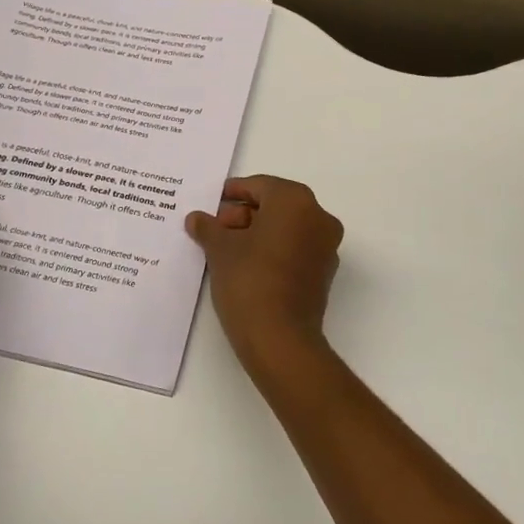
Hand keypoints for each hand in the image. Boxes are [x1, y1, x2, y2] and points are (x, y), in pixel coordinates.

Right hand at [186, 176, 343, 367]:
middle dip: (243, 214)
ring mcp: (326, 247)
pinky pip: (295, 249)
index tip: (212, 202)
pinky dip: (273, 250)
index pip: (260, 186)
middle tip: (215, 229)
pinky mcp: (324, 273)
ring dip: (257, 233)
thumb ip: (208, 227)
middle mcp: (318, 217)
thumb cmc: (249, 280)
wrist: (279, 338)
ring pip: (286, 228)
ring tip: (225, 249)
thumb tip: (197, 219)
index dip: (233, 193)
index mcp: (295, 201)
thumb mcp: (220, 249)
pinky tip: (245, 265)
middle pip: (275, 205)